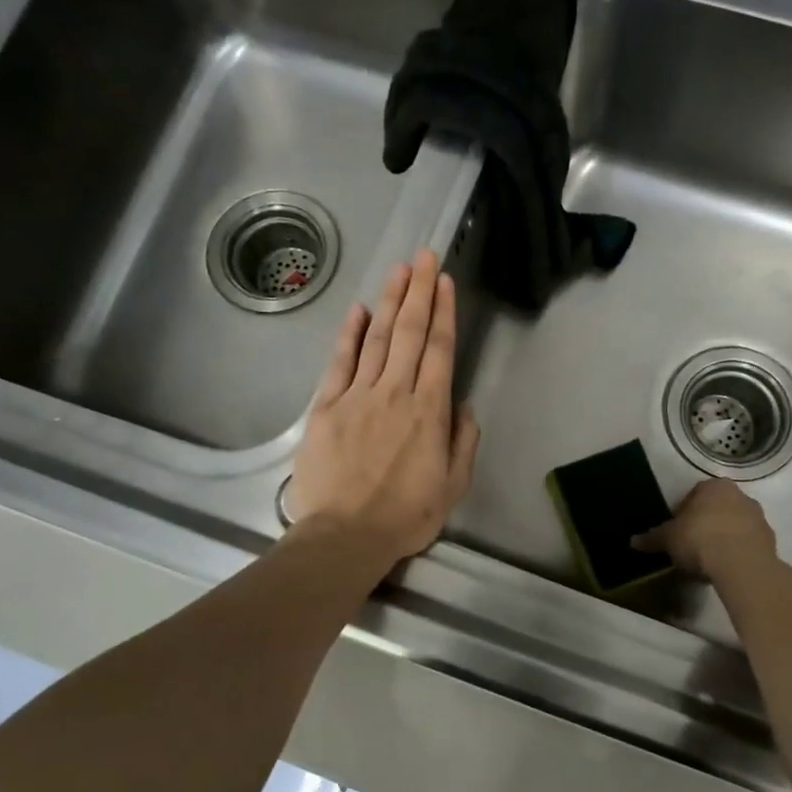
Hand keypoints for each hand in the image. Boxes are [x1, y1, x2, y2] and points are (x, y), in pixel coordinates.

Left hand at [286, 249, 481, 567]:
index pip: (440, 350)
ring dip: (389, 301)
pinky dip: (350, 334)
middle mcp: (395, 393)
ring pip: (377, 338)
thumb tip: (464, 405)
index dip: (443, 312)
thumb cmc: (405, 516)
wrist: (346, 535)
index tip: (445, 281)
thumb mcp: (453, 486)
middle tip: (424, 256)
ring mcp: (358, 396)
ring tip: (399, 270)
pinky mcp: (326, 407)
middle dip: (419, 291)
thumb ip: (463, 442)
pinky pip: (340, 362)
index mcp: (429, 411)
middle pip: (410, 333)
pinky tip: (359, 310)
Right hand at [633, 478, 777, 580]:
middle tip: (691, 544)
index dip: (683, 513)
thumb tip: (633, 541)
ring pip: (735, 524)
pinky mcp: (770, 539)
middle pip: (717, 507)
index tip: (677, 531)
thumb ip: (652, 538)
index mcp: (713, 486)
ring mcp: (758, 517)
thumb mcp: (668, 539)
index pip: (694, 494)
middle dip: (706, 522)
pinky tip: (726, 566)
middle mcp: (739, 495)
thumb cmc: (699, 540)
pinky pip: (748, 542)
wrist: (741, 564)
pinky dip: (738, 550)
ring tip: (709, 558)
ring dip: (723, 536)